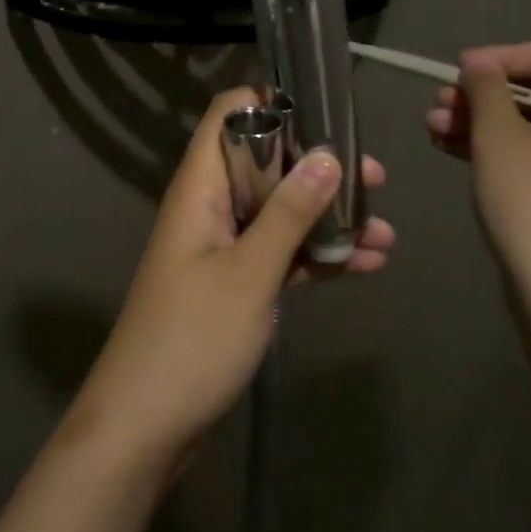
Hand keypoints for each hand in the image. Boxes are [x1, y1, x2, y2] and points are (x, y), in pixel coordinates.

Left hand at [70, 88, 392, 464]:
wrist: (144, 426)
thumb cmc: (192, 338)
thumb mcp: (249, 272)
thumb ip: (289, 212)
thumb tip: (327, 154)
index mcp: (200, 188)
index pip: (229, 117)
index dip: (273, 105)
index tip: (326, 112)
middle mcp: (209, 207)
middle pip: (265, 164)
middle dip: (318, 167)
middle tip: (375, 178)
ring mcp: (221, 248)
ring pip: (278, 212)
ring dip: (327, 218)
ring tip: (386, 232)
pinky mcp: (233, 285)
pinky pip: (279, 254)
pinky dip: (316, 256)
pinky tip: (365, 266)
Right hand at [426, 41, 530, 330]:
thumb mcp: (498, 136)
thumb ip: (486, 89)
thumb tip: (479, 61)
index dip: (502, 55)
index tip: (459, 71)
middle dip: (480, 92)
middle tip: (438, 104)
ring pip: (524, 123)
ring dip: (477, 120)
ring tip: (432, 129)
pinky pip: (526, 153)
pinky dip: (490, 147)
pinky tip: (450, 150)